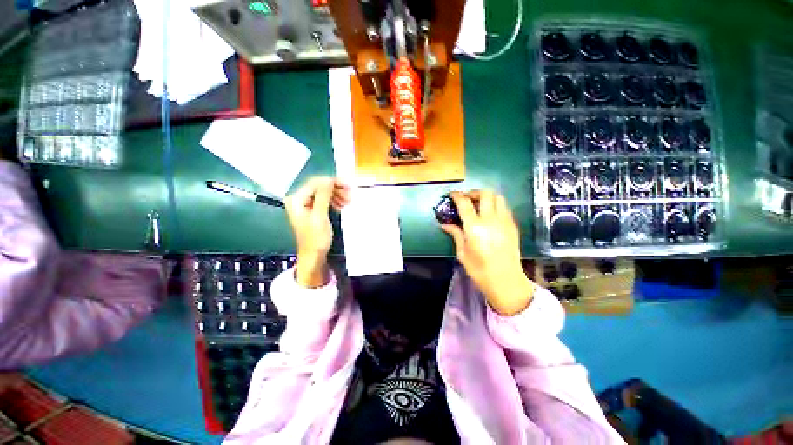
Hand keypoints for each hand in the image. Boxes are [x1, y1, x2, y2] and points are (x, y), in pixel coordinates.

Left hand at [285, 177, 349, 286]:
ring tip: (347, 201)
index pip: (315, 182)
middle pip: (319, 186)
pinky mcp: (312, 209)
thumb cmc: (315, 238)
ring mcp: (305, 204)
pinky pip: (323, 200)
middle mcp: (299, 199)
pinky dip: (333, 200)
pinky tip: (341, 205)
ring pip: (323, 192)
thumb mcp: (320, 216)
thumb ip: (323, 196)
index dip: (331, 182)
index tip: (347, 186)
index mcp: (296, 199)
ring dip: (336, 194)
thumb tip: (329, 179)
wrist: (313, 255)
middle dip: (335, 188)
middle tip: (350, 194)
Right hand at [440, 190, 533, 315]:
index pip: (465, 203)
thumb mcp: (462, 253)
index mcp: (475, 227)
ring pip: (498, 197)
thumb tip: (445, 225)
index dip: (457, 196)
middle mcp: (491, 220)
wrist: (506, 281)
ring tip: (479, 204)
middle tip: (467, 199)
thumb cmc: (479, 270)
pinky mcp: (513, 226)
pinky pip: (505, 207)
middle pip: (485, 194)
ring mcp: (505, 221)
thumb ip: (455, 235)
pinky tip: (490, 214)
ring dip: (487, 196)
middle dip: (474, 192)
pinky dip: (496, 205)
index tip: (452, 195)